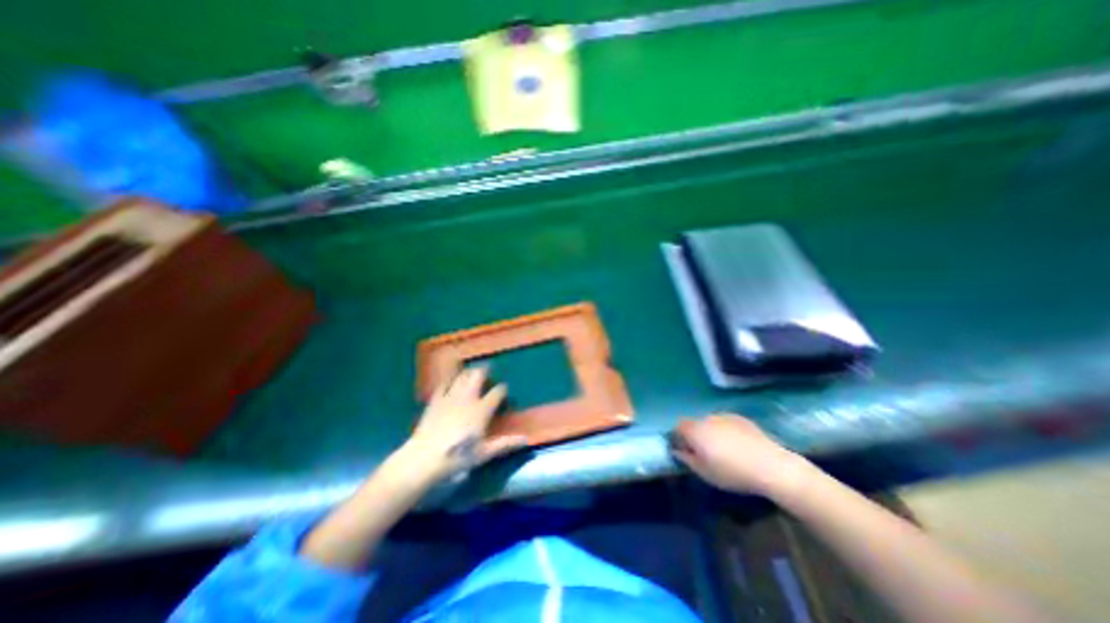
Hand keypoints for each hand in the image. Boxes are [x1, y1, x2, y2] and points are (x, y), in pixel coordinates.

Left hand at [402, 366, 524, 484]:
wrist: (424, 458)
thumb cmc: (458, 456)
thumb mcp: (484, 453)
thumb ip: (505, 444)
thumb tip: (526, 439)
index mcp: (482, 409)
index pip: (498, 391)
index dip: (503, 389)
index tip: (504, 392)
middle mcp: (468, 397)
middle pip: (478, 375)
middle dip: (485, 371)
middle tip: (488, 373)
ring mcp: (451, 396)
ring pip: (462, 375)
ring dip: (469, 372)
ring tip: (472, 374)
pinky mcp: (435, 399)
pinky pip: (444, 383)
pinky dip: (450, 379)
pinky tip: (451, 381)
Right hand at [668, 413, 813, 495]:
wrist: (771, 466)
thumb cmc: (732, 472)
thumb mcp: (705, 472)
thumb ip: (687, 459)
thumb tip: (677, 451)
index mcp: (695, 430)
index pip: (678, 427)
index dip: (679, 437)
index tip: (684, 450)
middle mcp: (707, 418)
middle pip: (694, 423)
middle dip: (695, 435)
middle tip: (704, 452)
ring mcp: (725, 416)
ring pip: (710, 422)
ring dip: (711, 432)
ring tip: (723, 450)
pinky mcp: (741, 418)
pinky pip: (726, 423)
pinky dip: (726, 431)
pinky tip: (738, 446)